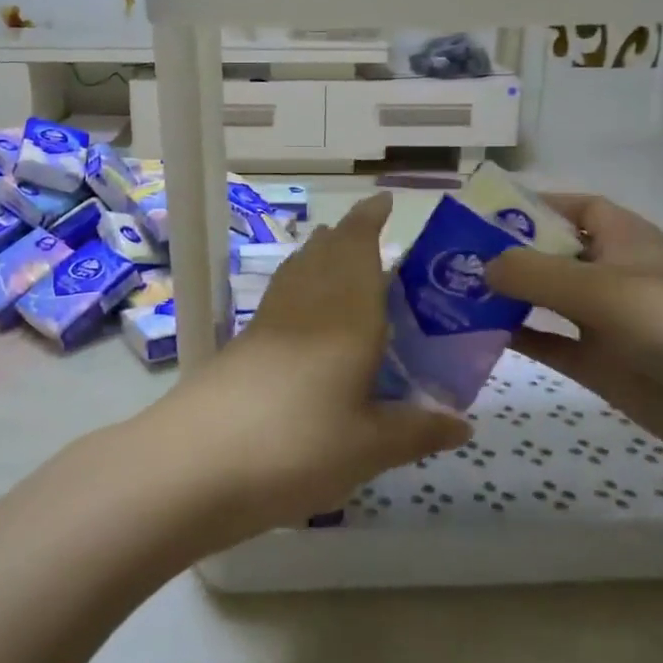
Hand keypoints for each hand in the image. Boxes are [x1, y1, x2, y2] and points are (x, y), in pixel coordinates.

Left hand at [131, 192, 471, 547]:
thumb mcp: (369, 447)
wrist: (198, 461)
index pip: (359, 245)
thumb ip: (417, 431)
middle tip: (374, 237)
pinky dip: (299, 286)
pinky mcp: (243, 342)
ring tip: (341, 261)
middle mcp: (307, 303)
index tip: (385, 200)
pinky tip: (304, 316)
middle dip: (348, 235)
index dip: (371, 218)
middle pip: (325, 251)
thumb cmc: (300, 445)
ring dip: (320, 255)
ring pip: (299, 269)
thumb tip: (464, 425)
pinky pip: (281, 296)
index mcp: (347, 313)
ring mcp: (269, 320)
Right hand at [485, 192, 662, 495]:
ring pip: (550, 302)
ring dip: (510, 298)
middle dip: (510, 254)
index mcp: (628, 240)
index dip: (537, 206)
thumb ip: (534, 274)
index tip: (485, 214)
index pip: (579, 208)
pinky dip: (523, 339)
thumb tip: (481, 266)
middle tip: (452, 259)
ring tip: (455, 296)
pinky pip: (554, 345)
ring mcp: (612, 325)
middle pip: (556, 255)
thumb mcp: (601, 290)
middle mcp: (618, 276)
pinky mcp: (608, 368)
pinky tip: (481, 338)